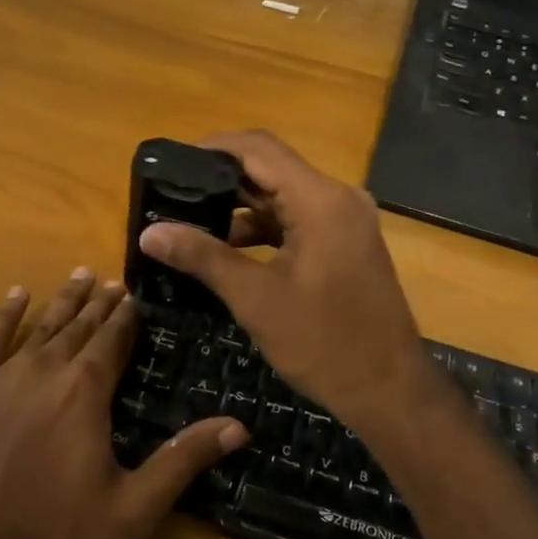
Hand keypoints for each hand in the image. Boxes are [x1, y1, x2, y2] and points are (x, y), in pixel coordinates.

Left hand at [0, 271, 248, 538]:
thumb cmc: (55, 534)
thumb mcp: (133, 507)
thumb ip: (184, 461)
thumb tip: (240, 426)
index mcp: (86, 390)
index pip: (113, 339)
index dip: (127, 316)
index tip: (137, 295)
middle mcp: (46, 370)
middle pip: (79, 326)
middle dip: (100, 303)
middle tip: (114, 281)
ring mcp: (2, 378)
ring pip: (41, 326)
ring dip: (63, 300)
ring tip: (79, 275)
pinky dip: (4, 316)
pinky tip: (15, 297)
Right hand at [137, 131, 444, 439]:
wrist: (389, 390)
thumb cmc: (323, 342)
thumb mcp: (255, 298)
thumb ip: (202, 257)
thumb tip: (148, 233)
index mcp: (320, 200)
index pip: (258, 148)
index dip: (212, 148)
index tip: (171, 163)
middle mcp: (338, 198)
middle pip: (271, 170)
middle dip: (220, 181)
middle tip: (173, 195)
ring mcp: (346, 221)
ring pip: (283, 197)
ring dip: (240, 208)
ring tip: (190, 224)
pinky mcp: (346, 244)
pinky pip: (298, 221)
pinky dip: (264, 230)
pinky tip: (227, 250)